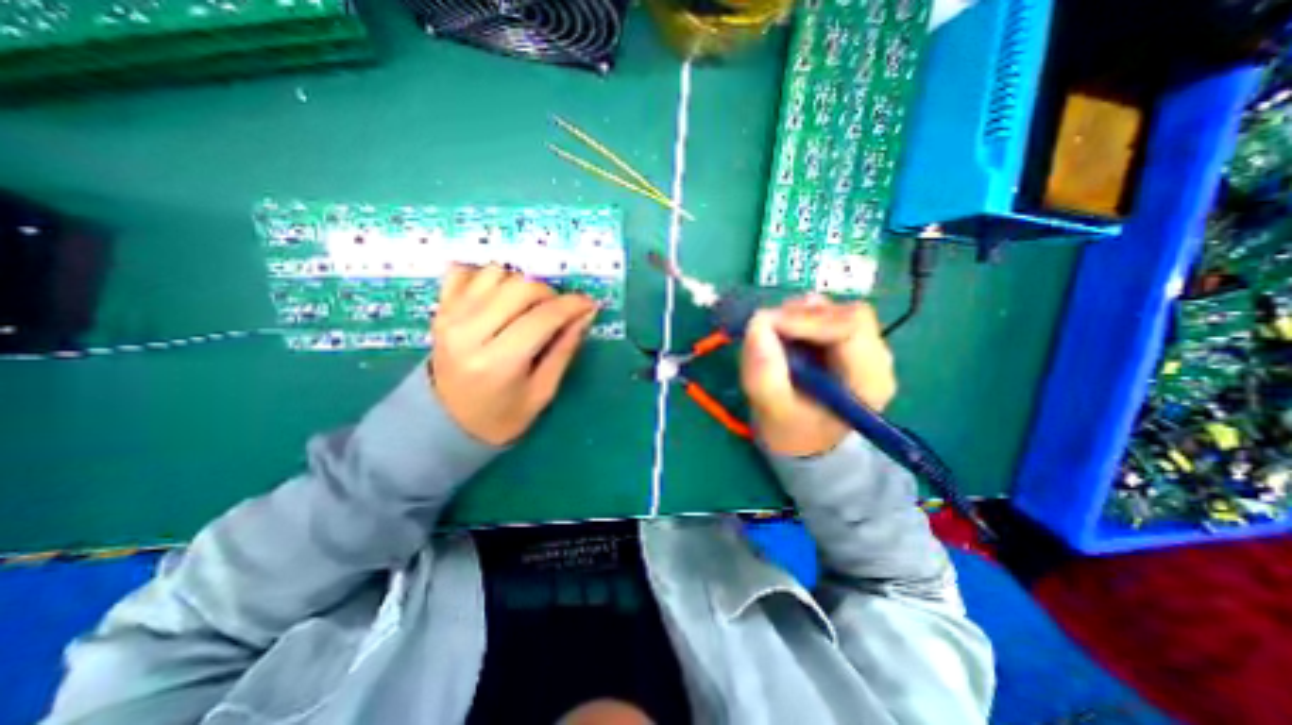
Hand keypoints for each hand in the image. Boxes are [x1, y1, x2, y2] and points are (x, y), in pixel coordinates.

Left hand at [430, 264, 596, 443]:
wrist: (446, 423)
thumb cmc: (501, 416)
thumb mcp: (542, 392)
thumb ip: (565, 349)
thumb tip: (586, 314)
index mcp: (498, 362)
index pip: (543, 317)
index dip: (572, 305)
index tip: (589, 305)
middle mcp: (469, 332)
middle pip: (521, 287)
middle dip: (550, 294)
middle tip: (558, 313)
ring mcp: (449, 316)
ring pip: (496, 273)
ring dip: (521, 285)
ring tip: (528, 308)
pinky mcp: (440, 309)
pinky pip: (464, 271)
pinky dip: (487, 277)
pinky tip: (499, 296)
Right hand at [741, 295, 895, 455]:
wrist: (802, 442)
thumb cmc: (791, 433)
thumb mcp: (773, 411)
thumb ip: (764, 374)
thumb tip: (758, 324)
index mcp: (869, 380)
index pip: (851, 326)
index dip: (808, 318)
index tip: (767, 324)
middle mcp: (875, 358)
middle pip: (845, 313)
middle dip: (801, 315)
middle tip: (766, 328)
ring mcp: (862, 348)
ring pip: (834, 310)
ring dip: (797, 316)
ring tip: (773, 336)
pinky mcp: (845, 343)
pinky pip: (824, 316)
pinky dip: (798, 319)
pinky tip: (783, 338)